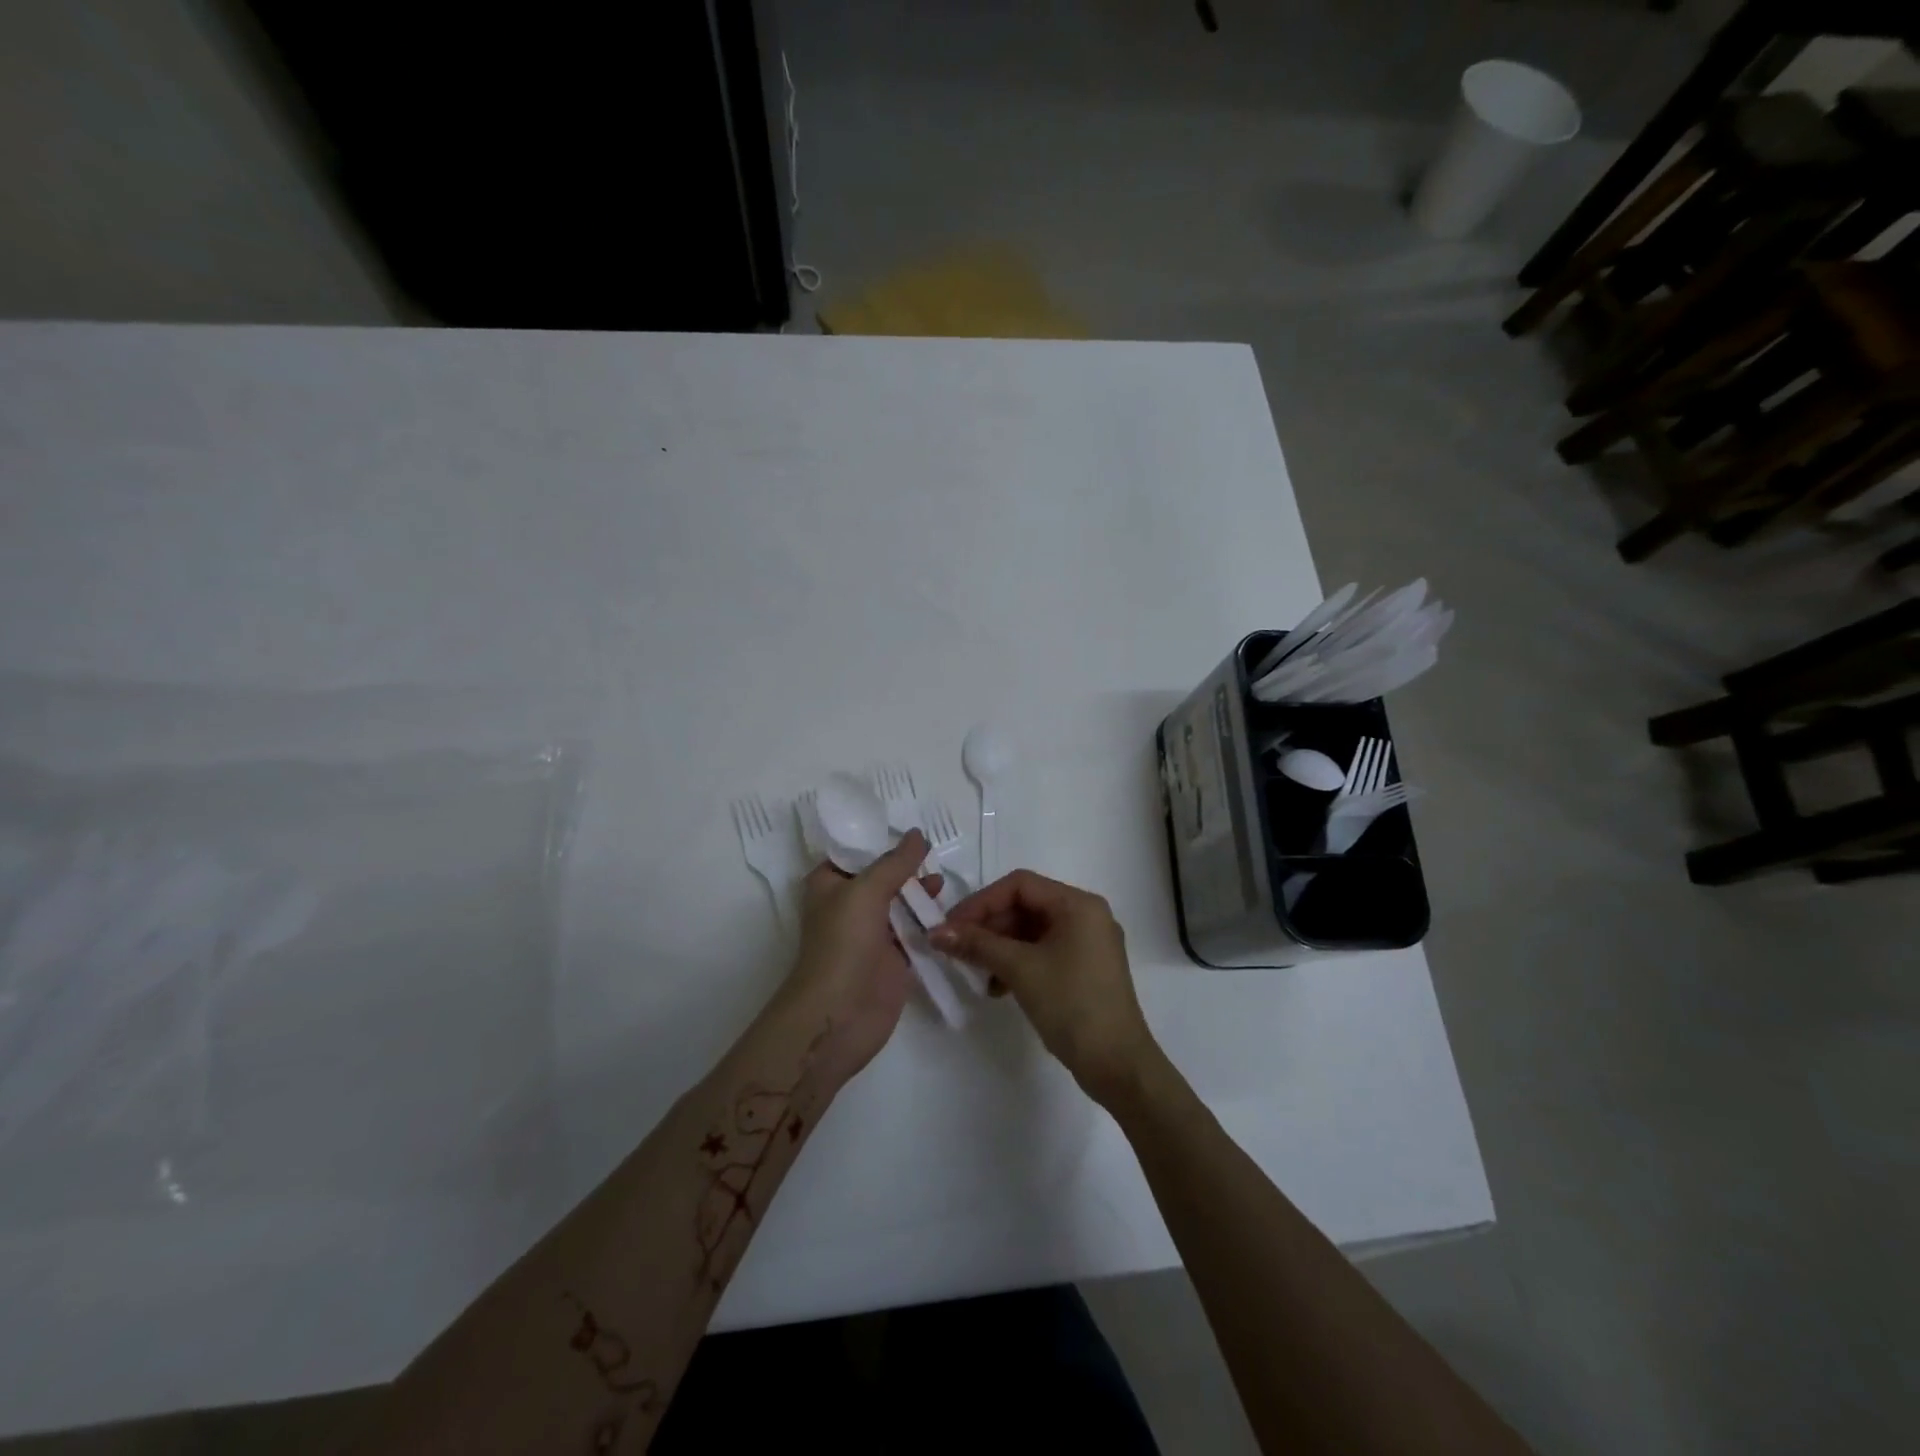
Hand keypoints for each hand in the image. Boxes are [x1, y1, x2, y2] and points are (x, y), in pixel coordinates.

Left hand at [780, 830, 938, 1087]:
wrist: (839, 1014)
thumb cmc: (843, 943)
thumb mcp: (866, 891)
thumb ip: (895, 863)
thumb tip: (917, 835)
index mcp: (829, 884)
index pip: (855, 853)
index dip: (881, 841)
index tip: (913, 831)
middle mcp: (849, 906)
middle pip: (882, 877)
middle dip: (907, 867)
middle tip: (935, 856)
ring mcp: (871, 934)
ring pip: (900, 905)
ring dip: (920, 894)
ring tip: (943, 883)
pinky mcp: (893, 960)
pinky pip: (914, 933)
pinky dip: (929, 923)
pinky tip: (950, 912)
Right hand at [932, 870, 1157, 1103]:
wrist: (1117, 1064)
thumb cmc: (1071, 1005)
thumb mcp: (1020, 970)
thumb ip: (977, 945)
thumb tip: (936, 932)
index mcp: (1078, 904)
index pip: (1020, 885)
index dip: (981, 901)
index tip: (951, 926)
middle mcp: (1086, 915)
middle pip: (1026, 906)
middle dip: (989, 926)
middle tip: (956, 948)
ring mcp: (1088, 943)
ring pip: (1032, 931)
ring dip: (999, 947)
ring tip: (975, 971)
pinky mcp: (1085, 968)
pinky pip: (1043, 951)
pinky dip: (1017, 963)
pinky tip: (997, 987)